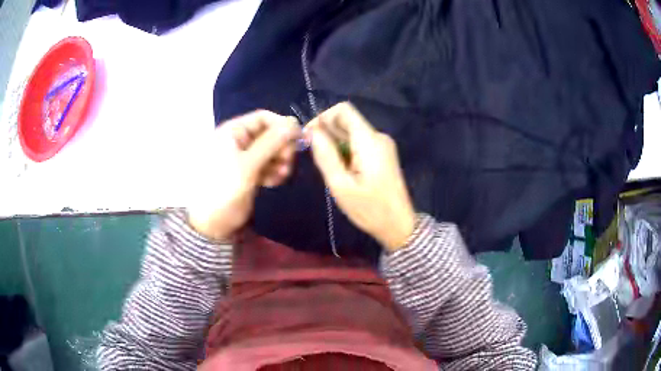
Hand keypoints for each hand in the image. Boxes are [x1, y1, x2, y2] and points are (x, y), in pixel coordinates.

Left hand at [187, 111, 299, 240]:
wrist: (211, 223)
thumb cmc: (225, 190)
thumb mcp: (248, 166)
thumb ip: (271, 143)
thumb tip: (294, 123)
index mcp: (233, 132)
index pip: (263, 117)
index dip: (281, 125)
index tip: (298, 140)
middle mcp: (238, 140)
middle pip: (269, 134)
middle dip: (281, 147)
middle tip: (287, 163)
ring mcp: (243, 157)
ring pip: (270, 151)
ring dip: (280, 161)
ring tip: (281, 176)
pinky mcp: (247, 172)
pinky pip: (266, 165)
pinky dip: (273, 171)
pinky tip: (274, 182)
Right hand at [307, 102, 415, 251]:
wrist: (399, 225)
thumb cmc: (369, 209)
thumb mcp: (341, 186)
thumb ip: (325, 155)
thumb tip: (312, 131)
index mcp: (369, 140)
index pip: (343, 110)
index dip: (323, 118)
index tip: (309, 137)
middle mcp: (378, 136)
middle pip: (346, 120)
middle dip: (327, 132)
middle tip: (314, 156)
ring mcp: (383, 145)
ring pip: (351, 132)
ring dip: (335, 143)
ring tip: (329, 168)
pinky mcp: (383, 154)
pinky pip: (359, 142)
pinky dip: (346, 150)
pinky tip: (342, 170)